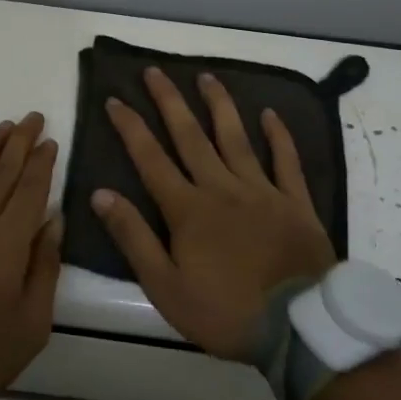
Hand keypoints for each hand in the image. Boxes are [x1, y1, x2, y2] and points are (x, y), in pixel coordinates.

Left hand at [0, 113, 62, 399]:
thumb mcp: (32, 322)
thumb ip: (45, 266)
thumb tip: (54, 220)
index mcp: (9, 240)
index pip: (31, 188)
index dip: (43, 162)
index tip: (52, 140)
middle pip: (3, 170)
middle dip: (20, 141)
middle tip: (33, 117)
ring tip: (5, 126)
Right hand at [91, 68, 334, 360]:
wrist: (299, 328)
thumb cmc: (226, 312)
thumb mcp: (166, 287)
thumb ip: (133, 238)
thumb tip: (101, 194)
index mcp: (188, 209)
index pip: (150, 159)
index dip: (130, 127)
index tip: (115, 99)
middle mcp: (221, 188)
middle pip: (190, 136)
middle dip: (169, 101)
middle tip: (155, 71)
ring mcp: (262, 191)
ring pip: (235, 138)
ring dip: (219, 105)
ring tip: (206, 76)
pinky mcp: (295, 202)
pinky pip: (286, 161)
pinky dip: (279, 136)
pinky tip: (270, 114)